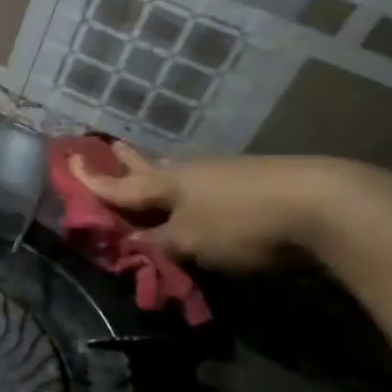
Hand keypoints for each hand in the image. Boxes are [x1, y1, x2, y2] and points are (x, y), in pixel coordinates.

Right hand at [69, 142, 354, 271]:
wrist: (323, 204)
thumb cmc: (242, 223)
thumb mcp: (190, 241)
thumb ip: (157, 243)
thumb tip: (129, 242)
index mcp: (166, 183)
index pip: (119, 185)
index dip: (91, 179)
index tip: (67, 160)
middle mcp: (190, 173)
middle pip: (150, 168)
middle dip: (128, 162)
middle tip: (111, 148)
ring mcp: (223, 175)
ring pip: (180, 174)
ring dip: (159, 174)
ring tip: (150, 172)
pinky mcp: (253, 183)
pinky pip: (205, 185)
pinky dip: (190, 190)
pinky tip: (198, 194)